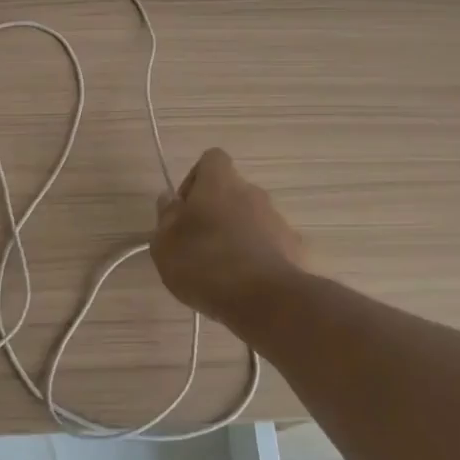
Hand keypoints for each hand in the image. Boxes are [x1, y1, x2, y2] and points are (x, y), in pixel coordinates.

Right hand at [151, 149, 308, 325]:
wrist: (266, 300)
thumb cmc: (205, 264)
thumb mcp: (165, 244)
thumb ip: (166, 217)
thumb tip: (170, 199)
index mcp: (219, 183)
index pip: (211, 159)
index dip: (195, 179)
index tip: (184, 209)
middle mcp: (252, 192)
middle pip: (231, 191)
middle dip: (215, 212)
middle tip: (197, 244)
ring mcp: (277, 219)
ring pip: (250, 219)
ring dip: (236, 235)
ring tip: (220, 270)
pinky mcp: (293, 248)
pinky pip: (268, 244)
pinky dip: (256, 257)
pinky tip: (244, 284)